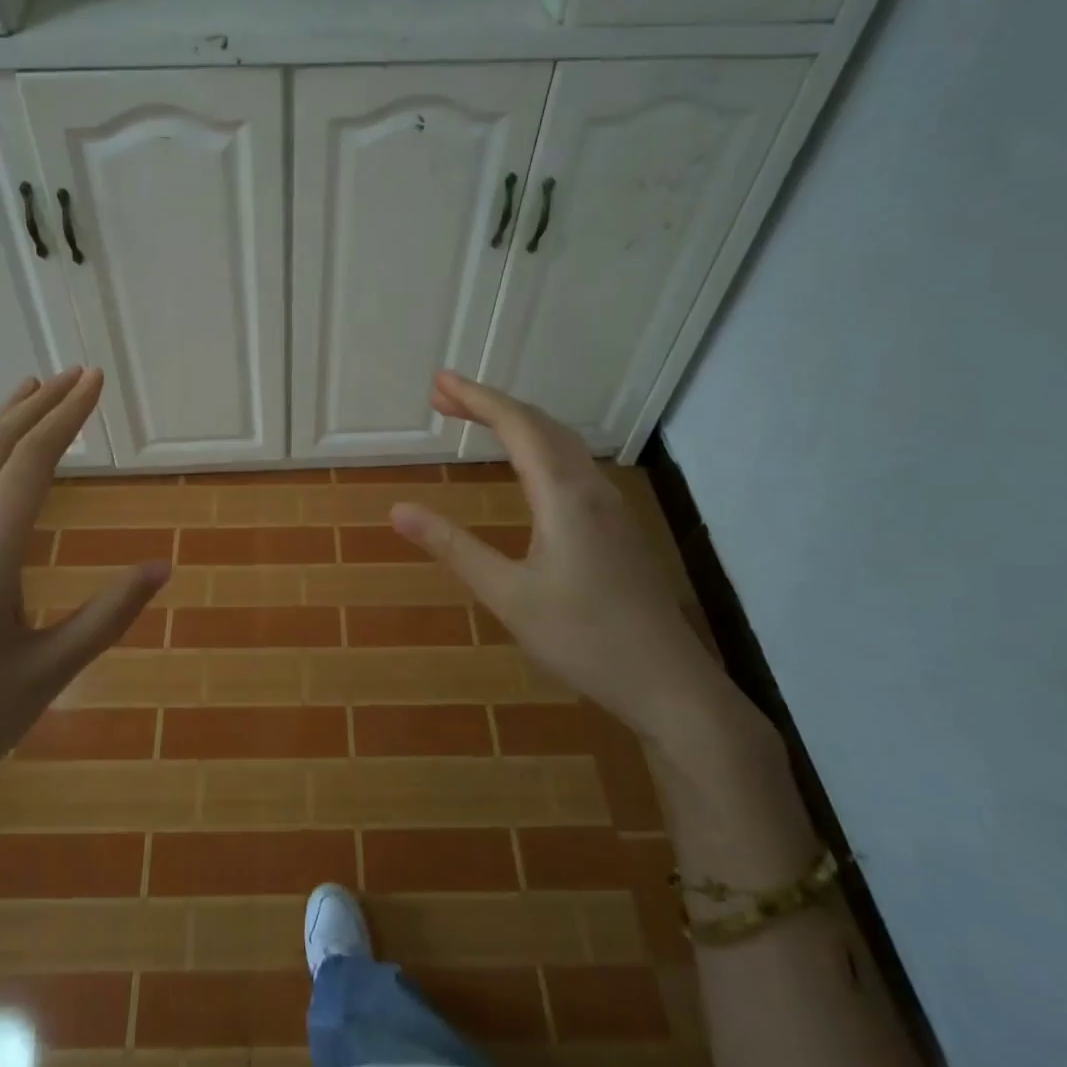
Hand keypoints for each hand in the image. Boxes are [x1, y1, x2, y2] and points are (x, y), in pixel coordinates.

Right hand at [390, 372, 730, 743]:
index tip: (439, 381)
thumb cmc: (583, 640)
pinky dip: (537, 445)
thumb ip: (452, 547)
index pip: (517, 426)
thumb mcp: (507, 595)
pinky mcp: (618, 526)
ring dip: (516, 423)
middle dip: (491, 404)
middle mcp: (591, 488)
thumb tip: (397, 509)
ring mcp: (611, 506)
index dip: (476, 398)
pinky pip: (572, 463)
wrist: (669, 685)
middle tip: (443, 397)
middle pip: (540, 424)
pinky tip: (525, 466)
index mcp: (564, 496)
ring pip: (561, 442)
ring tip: (476, 419)